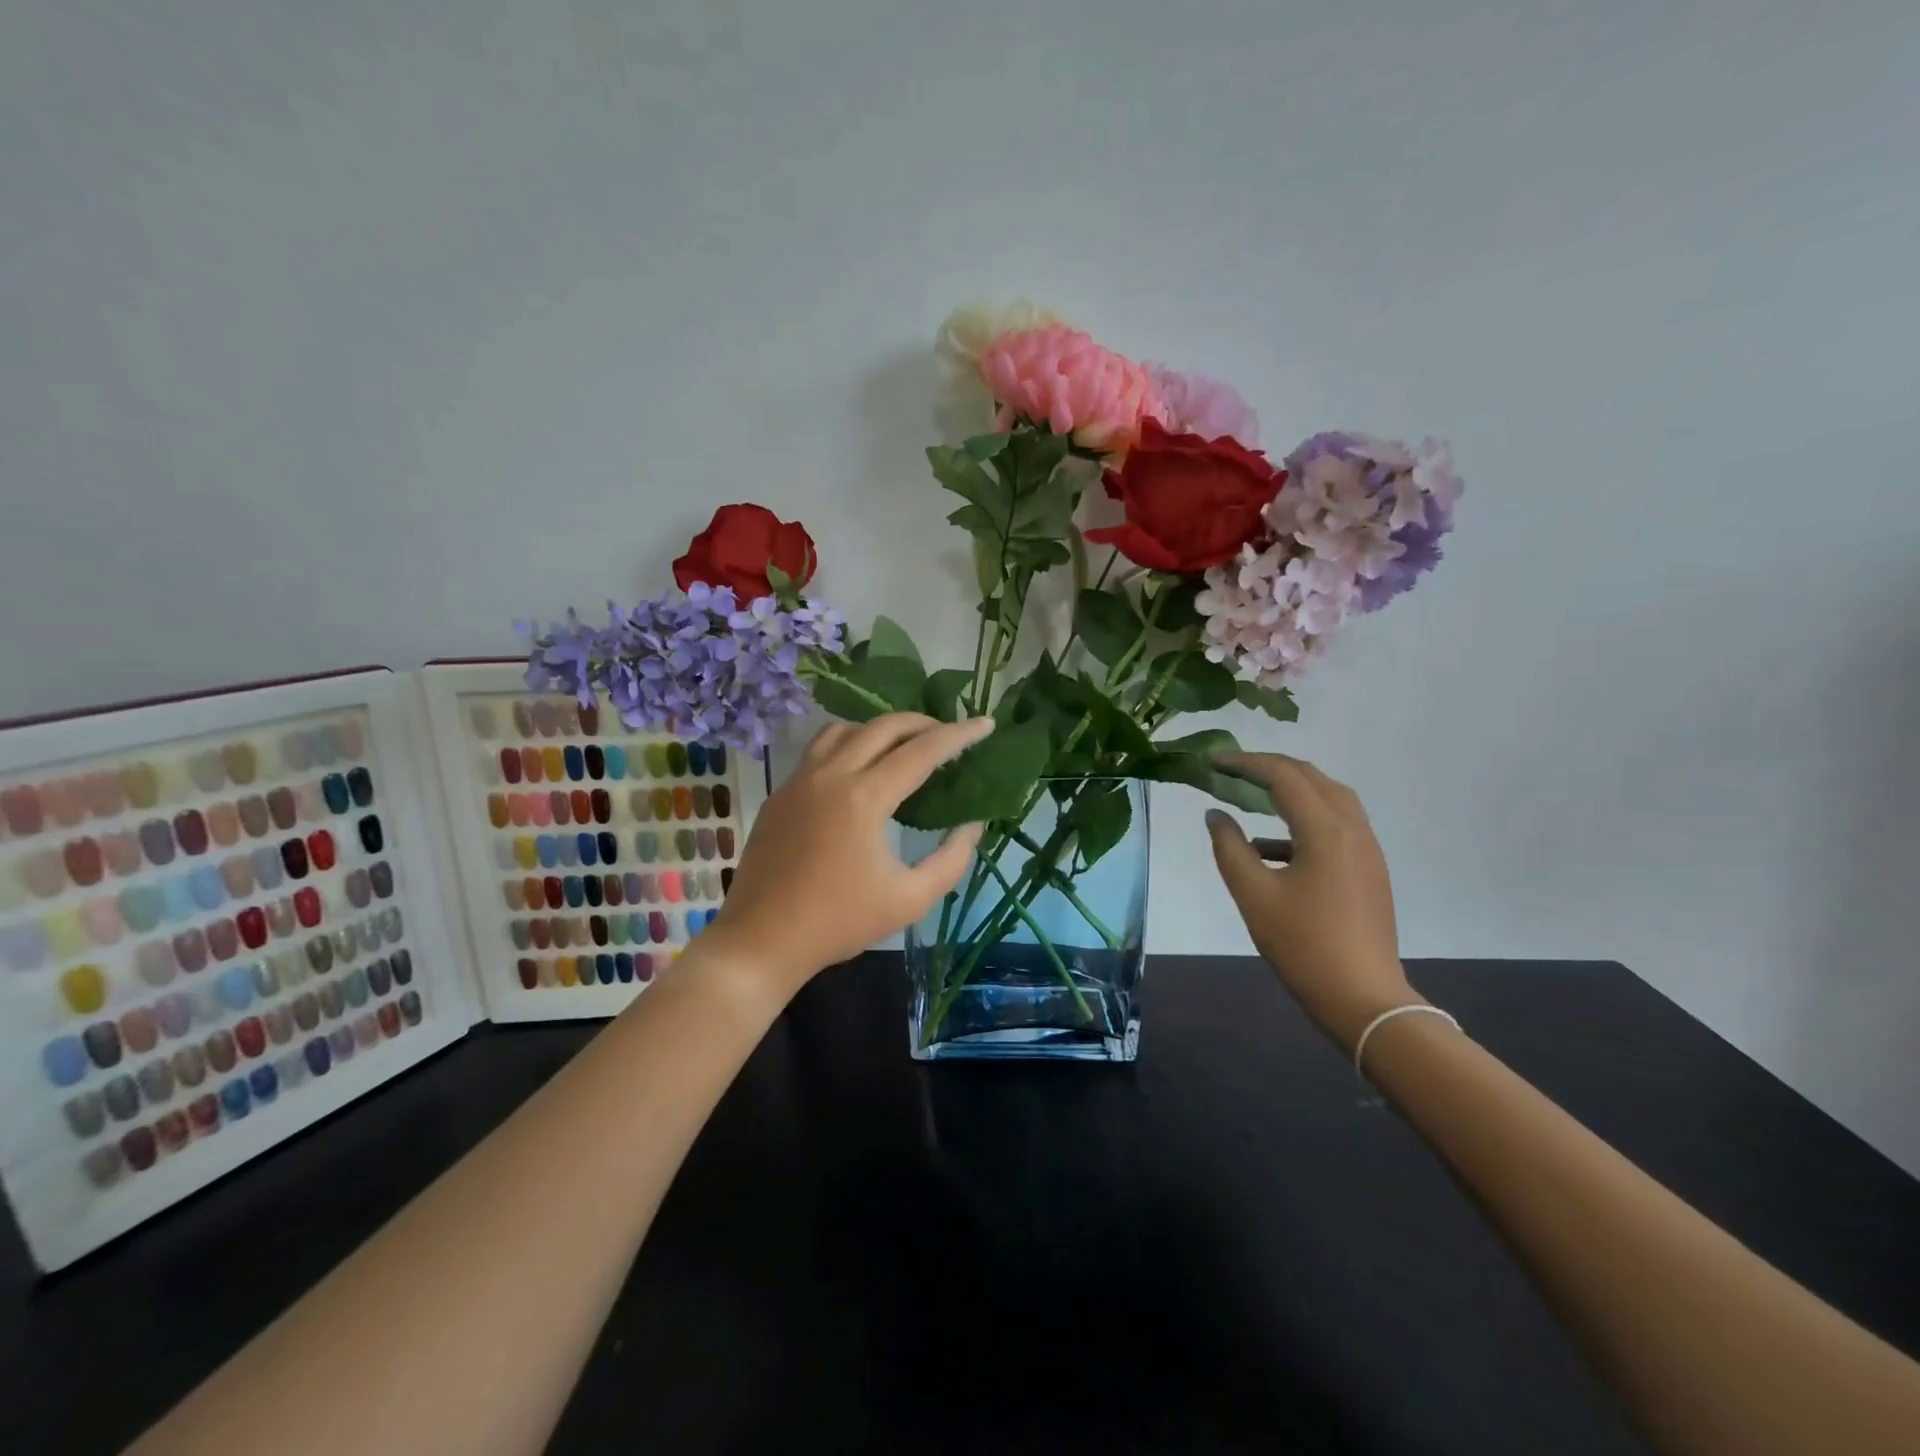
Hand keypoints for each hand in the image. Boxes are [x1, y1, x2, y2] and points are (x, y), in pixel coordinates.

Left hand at [707, 713, 992, 998]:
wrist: (761, 940)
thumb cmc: (839, 923)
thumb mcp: (909, 900)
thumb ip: (951, 859)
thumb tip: (972, 824)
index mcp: (864, 798)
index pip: (922, 751)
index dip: (959, 735)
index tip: (986, 724)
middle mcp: (830, 775)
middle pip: (883, 726)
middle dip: (923, 723)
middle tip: (949, 734)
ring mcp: (799, 780)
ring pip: (845, 729)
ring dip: (881, 728)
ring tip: (904, 745)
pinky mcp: (781, 793)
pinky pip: (819, 750)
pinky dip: (849, 744)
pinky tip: (859, 769)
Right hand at [1204, 752, 1415, 1048]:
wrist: (1363, 998)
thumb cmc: (1303, 944)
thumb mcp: (1253, 894)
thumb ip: (1229, 847)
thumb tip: (1215, 814)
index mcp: (1326, 830)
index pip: (1283, 776)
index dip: (1245, 762)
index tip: (1212, 760)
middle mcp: (1353, 829)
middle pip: (1312, 778)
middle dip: (1270, 768)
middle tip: (1231, 771)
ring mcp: (1366, 849)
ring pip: (1329, 798)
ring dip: (1291, 789)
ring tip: (1251, 796)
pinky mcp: (1369, 869)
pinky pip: (1335, 826)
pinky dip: (1302, 821)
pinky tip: (1269, 847)